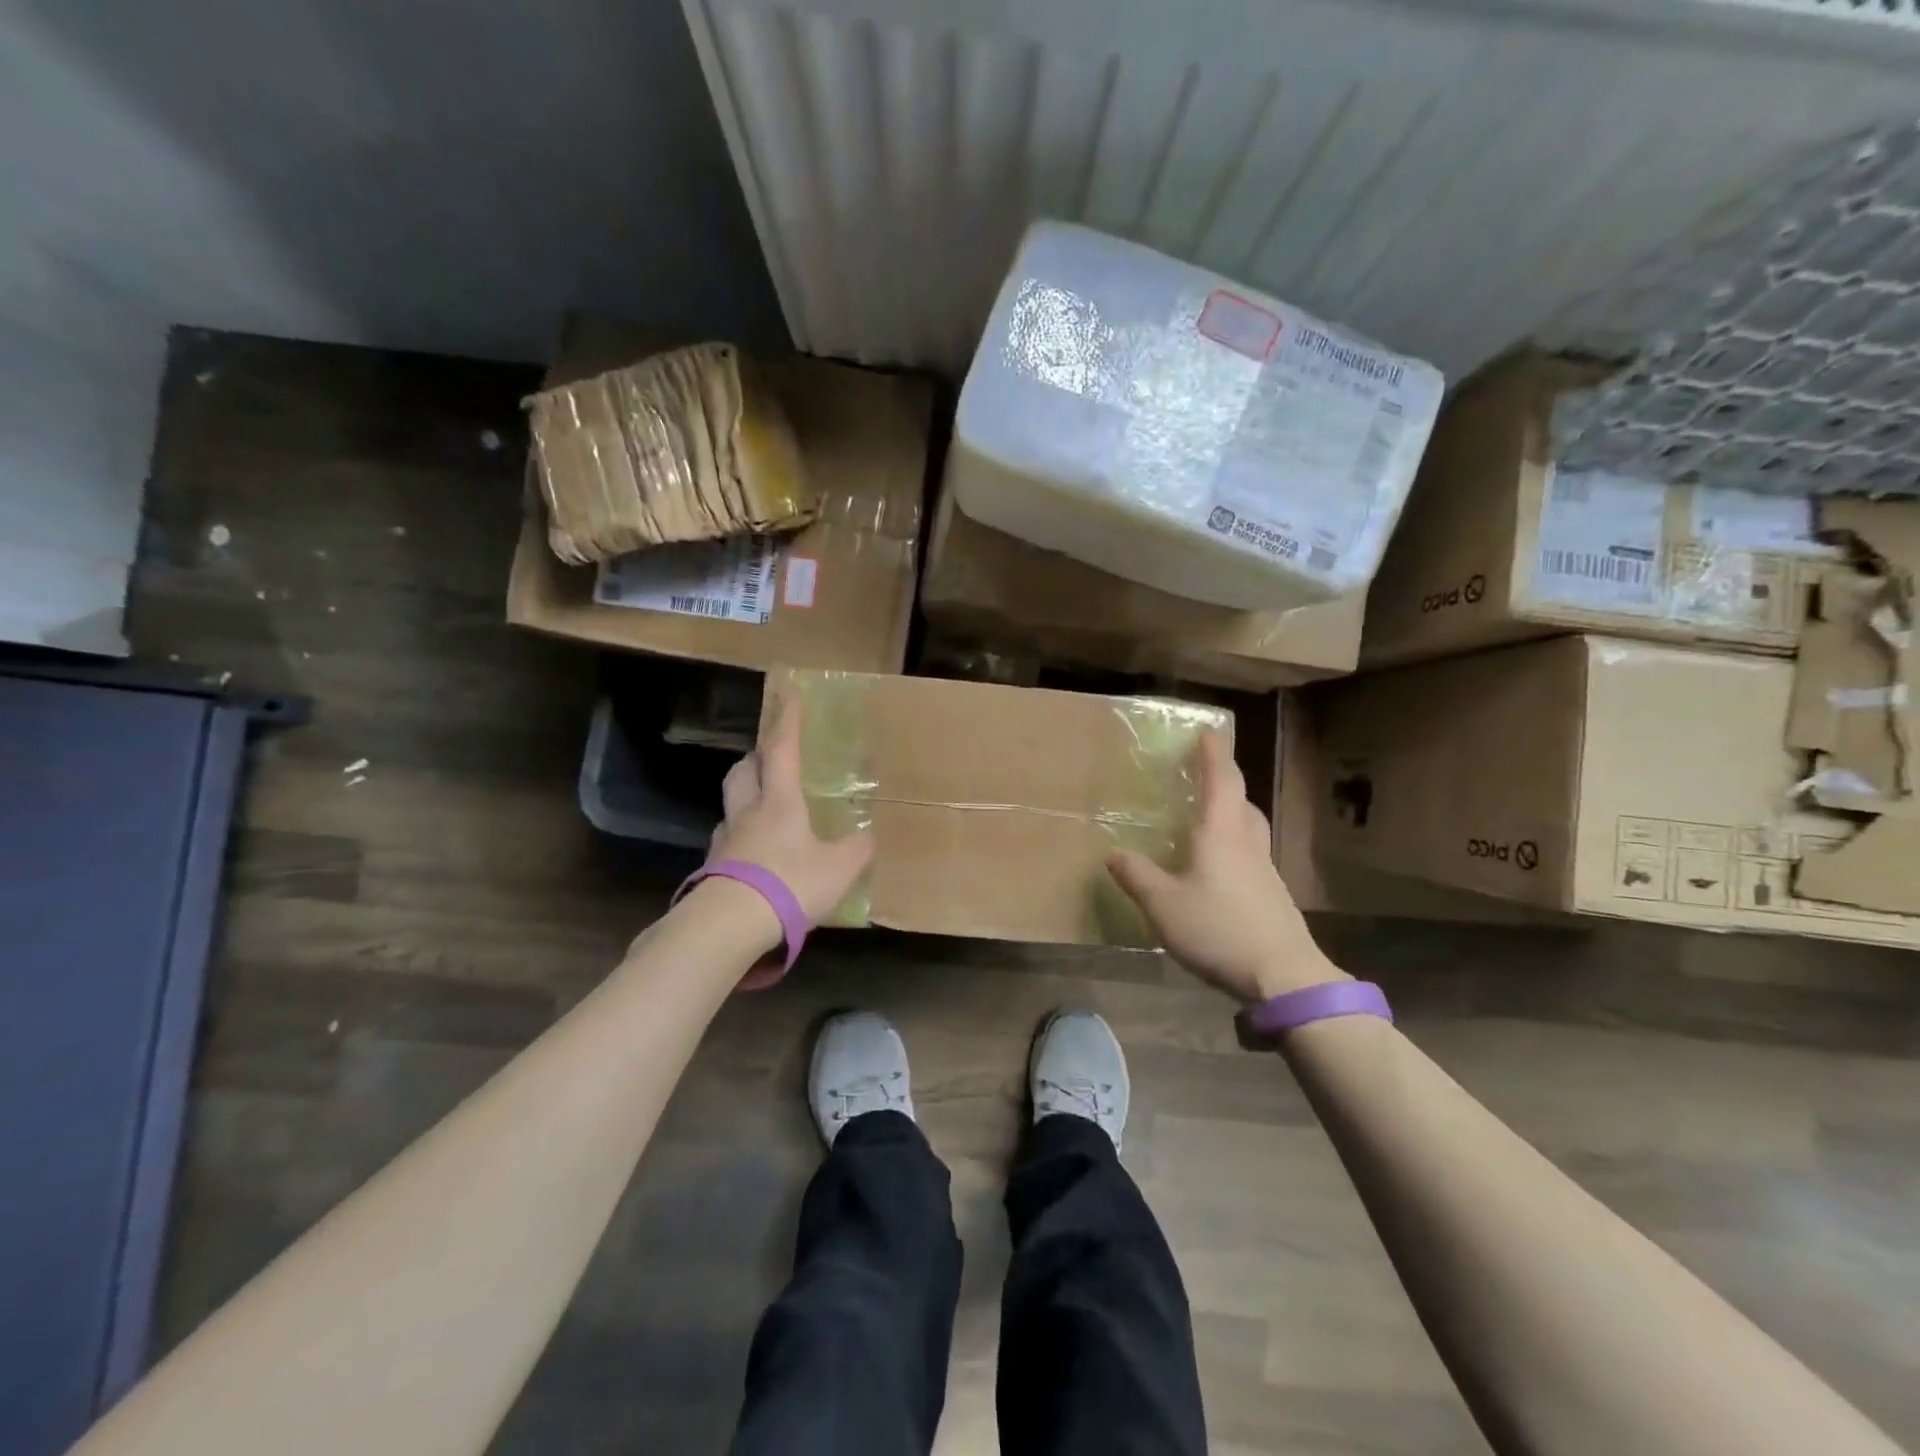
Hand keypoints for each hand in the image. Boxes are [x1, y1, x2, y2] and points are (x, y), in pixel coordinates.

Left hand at [708, 693, 873, 924]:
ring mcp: (726, 841)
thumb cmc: (790, 884)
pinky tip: (754, 856)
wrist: (729, 925)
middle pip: (743, 771)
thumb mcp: (839, 869)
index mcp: (780, 802)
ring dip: (745, 797)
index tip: (788, 693)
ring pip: (731, 805)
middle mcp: (748, 812)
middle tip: (770, 758)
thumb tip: (869, 838)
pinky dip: (741, 838)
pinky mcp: (713, 869)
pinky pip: (727, 841)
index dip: (786, 720)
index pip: (782, 750)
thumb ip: (857, 850)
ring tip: (763, 809)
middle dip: (756, 757)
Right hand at [1107, 731, 1342, 1002]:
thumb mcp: (1163, 904)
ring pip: (1250, 829)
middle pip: (1242, 802)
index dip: (1213, 755)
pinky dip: (1235, 847)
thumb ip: (1136, 876)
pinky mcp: (1272, 896)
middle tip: (1204, 776)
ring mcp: (1264, 871)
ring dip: (1232, 814)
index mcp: (1220, 834)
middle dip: (1225, 783)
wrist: (1283, 976)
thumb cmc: (1218, 929)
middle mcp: (1246, 844)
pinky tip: (1218, 870)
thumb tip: (1113, 852)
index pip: (1221, 781)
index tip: (1209, 732)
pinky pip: (1251, 856)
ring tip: (1209, 820)